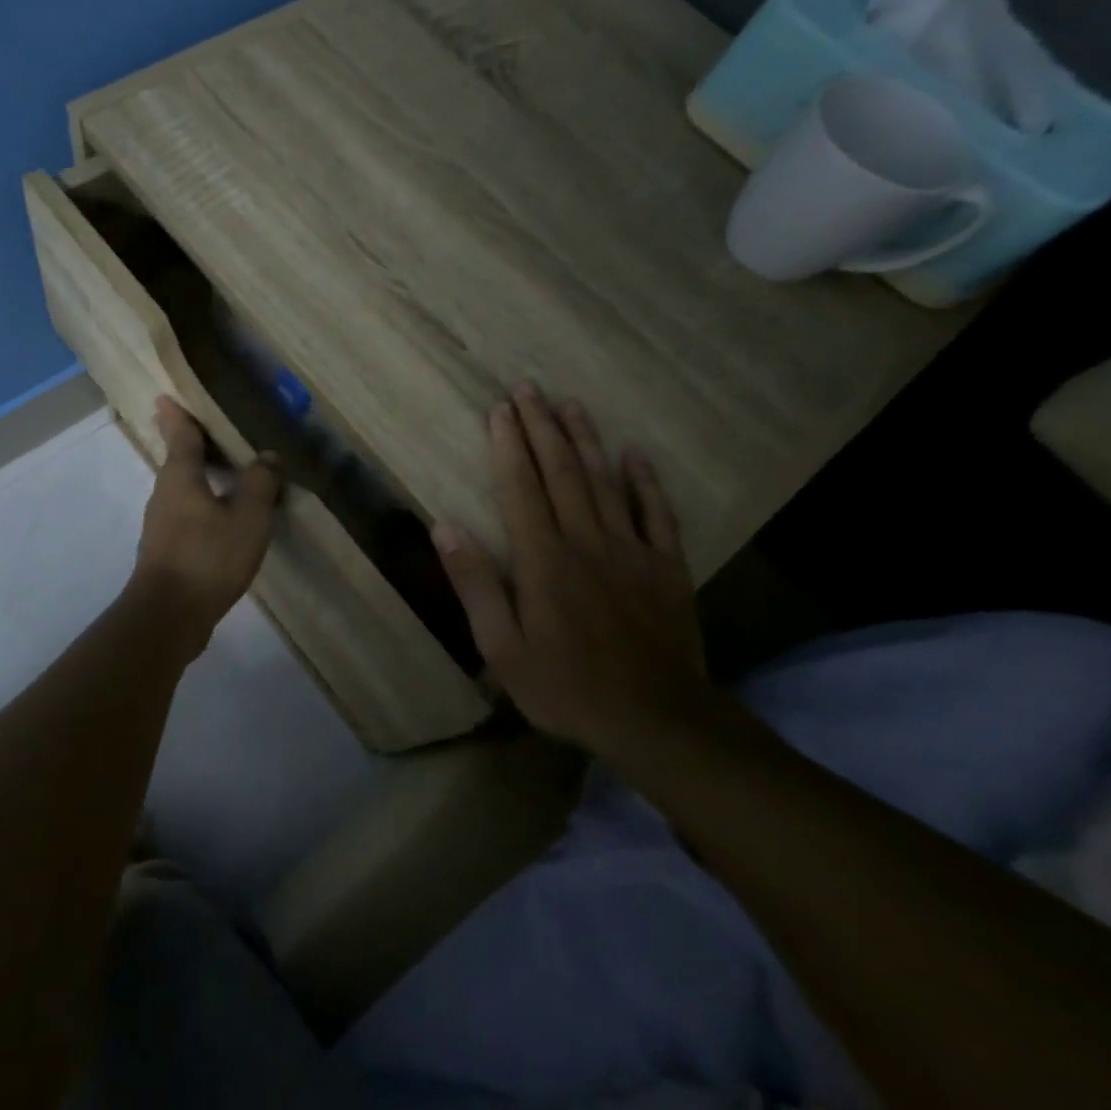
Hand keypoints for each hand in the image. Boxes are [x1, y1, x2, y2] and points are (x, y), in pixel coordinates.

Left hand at [128, 397, 280, 648]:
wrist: (168, 616)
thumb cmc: (208, 557)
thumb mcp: (247, 517)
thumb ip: (260, 484)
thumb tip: (268, 456)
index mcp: (180, 477)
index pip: (180, 436)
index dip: (176, 416)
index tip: (164, 397)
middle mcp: (165, 495)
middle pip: (178, 462)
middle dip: (189, 445)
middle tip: (206, 430)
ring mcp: (162, 525)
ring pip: (183, 491)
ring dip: (199, 478)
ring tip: (224, 473)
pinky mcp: (167, 552)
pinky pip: (187, 516)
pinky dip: (204, 507)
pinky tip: (222, 518)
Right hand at [431, 386, 706, 755]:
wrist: (657, 720)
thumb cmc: (566, 687)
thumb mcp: (502, 648)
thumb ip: (475, 584)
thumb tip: (444, 527)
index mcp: (543, 560)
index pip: (521, 488)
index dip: (508, 446)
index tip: (499, 410)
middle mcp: (586, 541)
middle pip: (562, 473)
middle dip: (542, 427)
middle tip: (529, 389)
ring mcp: (631, 551)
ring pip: (604, 482)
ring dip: (586, 440)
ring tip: (570, 404)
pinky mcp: (666, 567)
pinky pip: (656, 514)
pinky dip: (645, 482)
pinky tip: (635, 455)